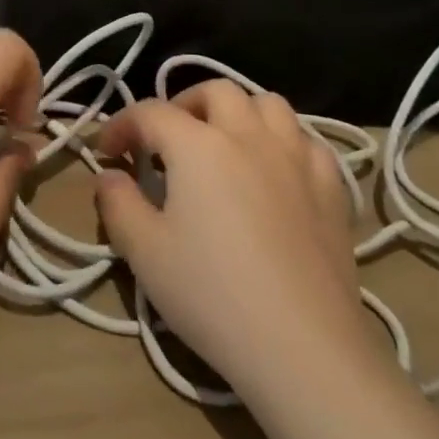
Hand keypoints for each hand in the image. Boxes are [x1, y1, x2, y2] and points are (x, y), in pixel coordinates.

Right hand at [93, 80, 374, 399]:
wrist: (303, 347)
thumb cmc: (213, 296)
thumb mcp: (145, 253)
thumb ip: (118, 204)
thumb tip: (109, 176)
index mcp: (198, 145)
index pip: (151, 113)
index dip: (121, 125)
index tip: (107, 151)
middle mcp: (249, 134)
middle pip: (215, 91)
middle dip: (183, 105)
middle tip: (166, 140)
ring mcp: (297, 156)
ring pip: (268, 104)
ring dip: (239, 113)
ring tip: (223, 144)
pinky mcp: (332, 186)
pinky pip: (307, 140)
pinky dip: (283, 141)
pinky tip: (275, 170)